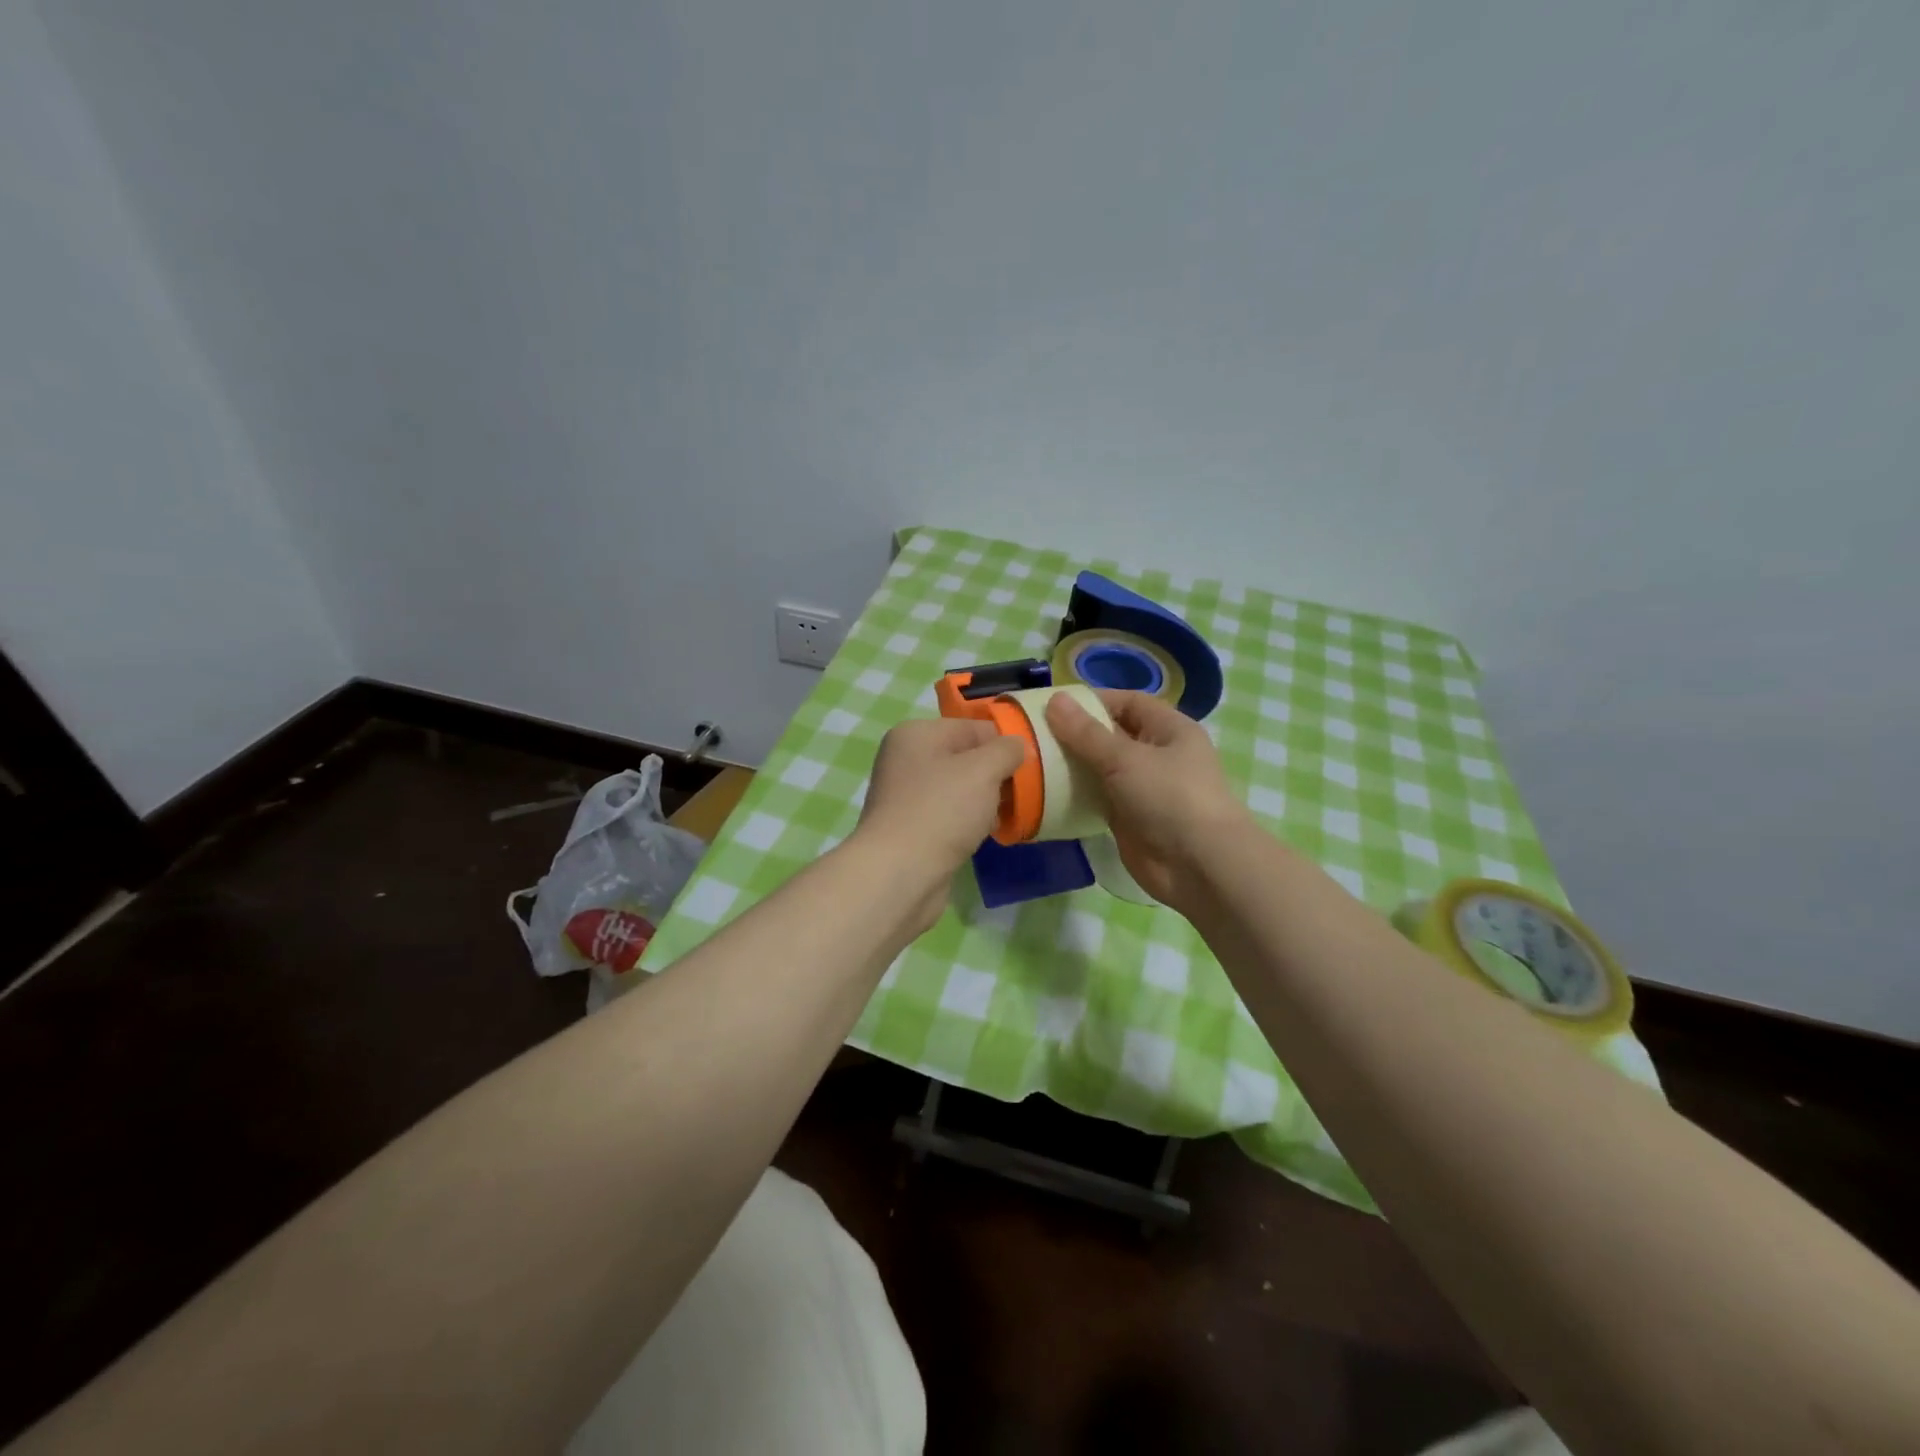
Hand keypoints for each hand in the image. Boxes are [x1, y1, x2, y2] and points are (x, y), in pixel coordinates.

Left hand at [853, 717, 1025, 931]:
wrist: (900, 874)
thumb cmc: (941, 810)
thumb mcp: (983, 770)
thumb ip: (1007, 750)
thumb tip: (1018, 746)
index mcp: (916, 734)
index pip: (973, 727)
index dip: (1004, 744)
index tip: (1030, 766)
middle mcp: (906, 760)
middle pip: (966, 758)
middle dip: (996, 774)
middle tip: (1023, 793)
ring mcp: (906, 796)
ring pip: (960, 789)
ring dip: (986, 801)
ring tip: (1010, 815)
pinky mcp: (912, 828)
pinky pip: (951, 815)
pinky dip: (970, 822)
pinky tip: (988, 834)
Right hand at [1045, 690, 1246, 910]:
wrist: (1199, 867)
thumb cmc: (1170, 798)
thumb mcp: (1126, 759)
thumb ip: (1086, 733)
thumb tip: (1055, 699)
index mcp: (1169, 730)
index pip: (1128, 702)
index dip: (1094, 700)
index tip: (1054, 706)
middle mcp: (1157, 755)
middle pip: (1112, 734)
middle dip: (1077, 733)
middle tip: (1034, 733)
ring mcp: (1143, 788)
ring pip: (1102, 768)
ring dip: (1073, 765)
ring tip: (1033, 759)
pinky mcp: (1129, 818)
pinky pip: (1098, 797)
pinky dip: (1076, 793)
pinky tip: (1046, 790)